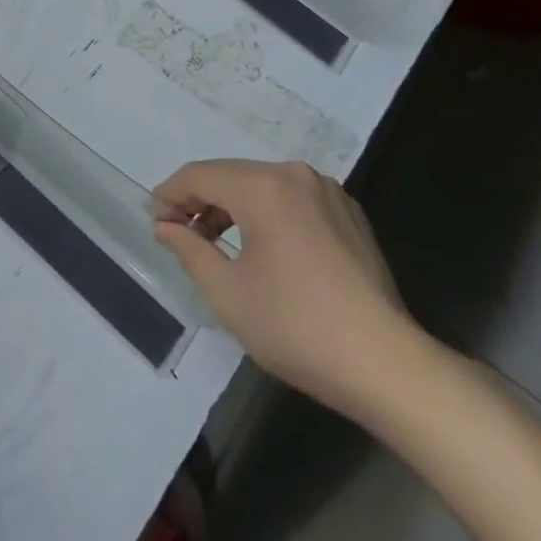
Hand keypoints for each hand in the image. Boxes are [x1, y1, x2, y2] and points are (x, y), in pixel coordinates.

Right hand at [152, 159, 426, 423]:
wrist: (386, 365)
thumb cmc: (296, 328)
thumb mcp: (227, 293)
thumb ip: (189, 249)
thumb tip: (165, 225)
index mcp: (263, 188)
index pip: (201, 175)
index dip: (171, 193)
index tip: (154, 218)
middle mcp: (295, 175)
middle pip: (231, 174)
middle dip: (200, 199)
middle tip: (178, 232)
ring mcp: (327, 191)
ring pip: (262, 184)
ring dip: (232, 205)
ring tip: (213, 241)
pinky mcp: (348, 212)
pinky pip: (292, 198)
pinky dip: (266, 211)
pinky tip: (260, 245)